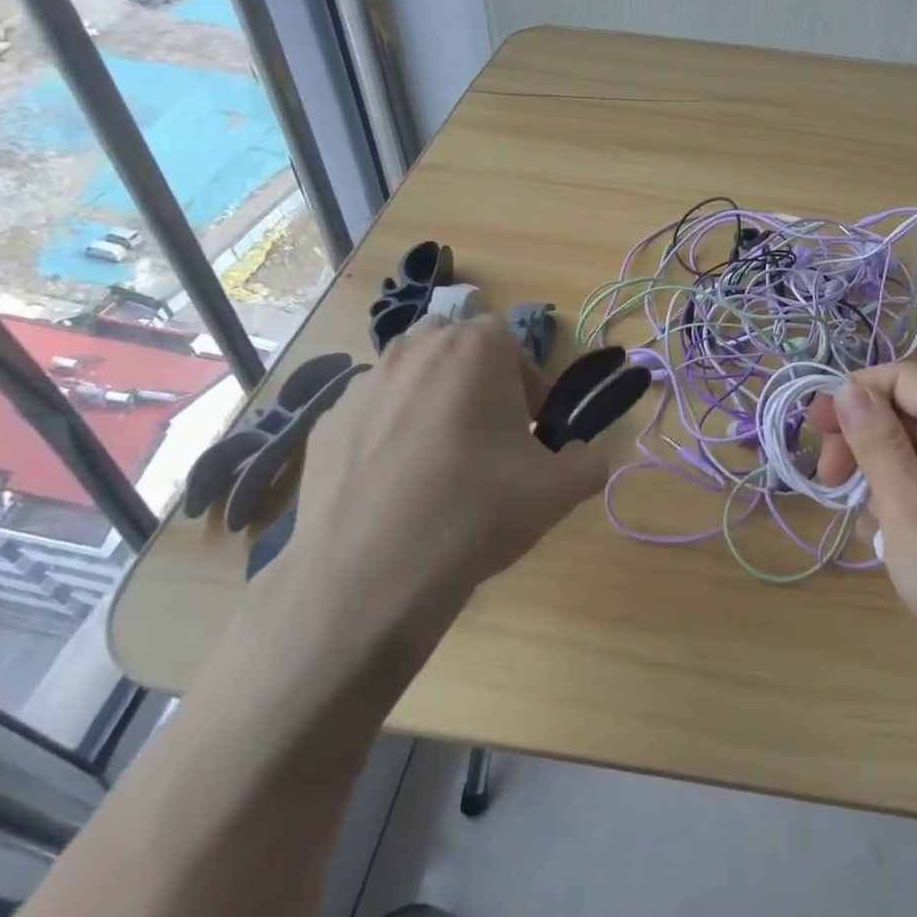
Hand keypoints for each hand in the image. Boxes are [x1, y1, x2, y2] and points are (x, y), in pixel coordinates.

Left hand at [259, 314, 606, 677]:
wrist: (370, 576)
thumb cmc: (476, 513)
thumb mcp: (559, 491)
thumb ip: (590, 460)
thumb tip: (584, 455)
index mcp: (475, 350)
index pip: (510, 340)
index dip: (527, 382)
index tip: (530, 428)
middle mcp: (415, 350)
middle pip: (457, 349)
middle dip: (478, 382)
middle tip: (490, 438)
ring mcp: (363, 384)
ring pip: (411, 376)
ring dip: (432, 401)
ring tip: (440, 462)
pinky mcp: (326, 422)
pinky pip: (372, 414)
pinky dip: (388, 433)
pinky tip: (394, 485)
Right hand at [808, 364, 916, 693]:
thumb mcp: (906, 505)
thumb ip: (875, 440)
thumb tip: (848, 388)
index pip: (899, 376)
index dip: (851, 394)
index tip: (814, 433)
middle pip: (907, 411)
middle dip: (862, 439)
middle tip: (831, 483)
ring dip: (881, 476)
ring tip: (868, 525)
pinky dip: (907, 498)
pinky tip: (893, 540)